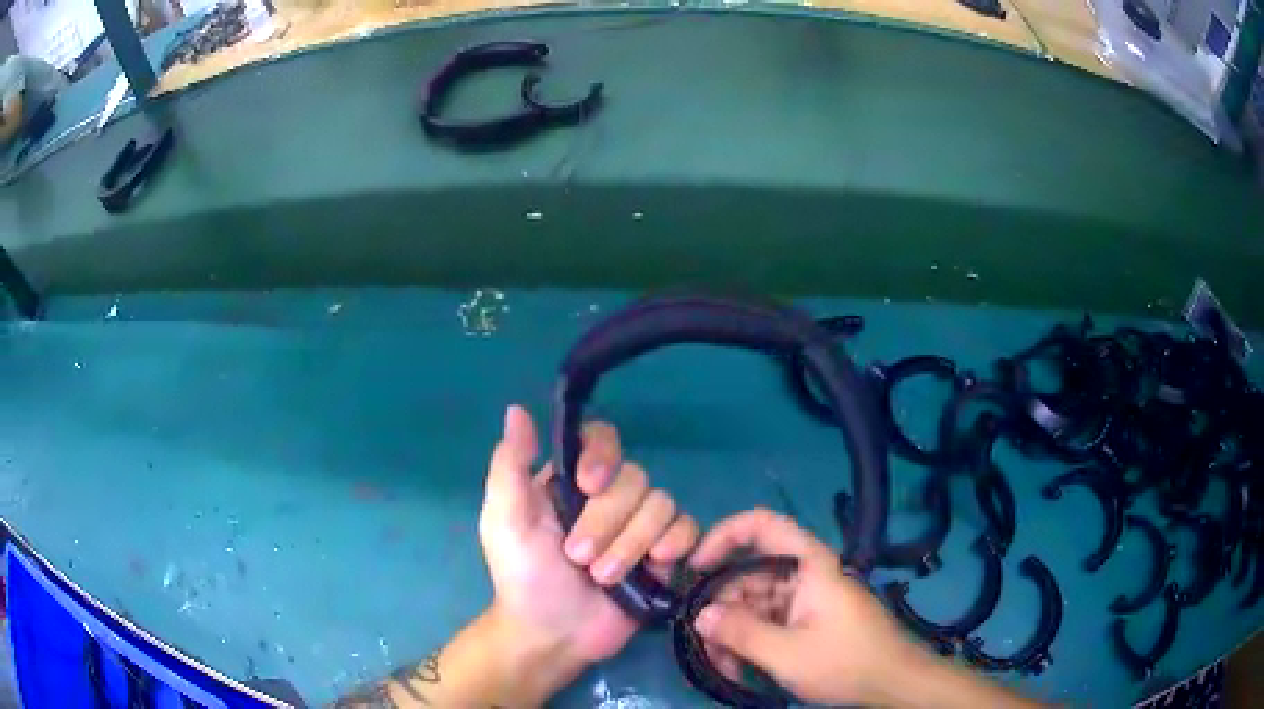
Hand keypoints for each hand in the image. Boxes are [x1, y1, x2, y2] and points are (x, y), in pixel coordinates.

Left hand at [478, 405, 698, 672]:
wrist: (552, 634)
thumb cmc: (522, 576)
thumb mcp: (503, 520)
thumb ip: (509, 466)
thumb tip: (518, 409)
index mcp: (571, 481)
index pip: (601, 440)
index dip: (603, 455)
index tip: (588, 484)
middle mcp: (609, 497)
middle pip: (635, 478)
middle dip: (606, 522)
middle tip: (577, 558)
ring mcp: (639, 525)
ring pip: (662, 504)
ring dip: (631, 545)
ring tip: (603, 578)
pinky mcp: (664, 554)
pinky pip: (687, 529)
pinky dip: (673, 545)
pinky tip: (654, 566)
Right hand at [689, 508, 925, 706]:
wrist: (895, 684)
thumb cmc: (846, 662)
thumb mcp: (787, 653)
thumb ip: (739, 632)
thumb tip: (698, 615)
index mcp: (808, 564)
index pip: (761, 524)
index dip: (723, 535)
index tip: (695, 567)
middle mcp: (805, 574)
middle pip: (749, 573)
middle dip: (721, 608)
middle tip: (703, 643)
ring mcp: (806, 599)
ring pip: (754, 604)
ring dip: (732, 632)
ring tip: (721, 666)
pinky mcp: (807, 622)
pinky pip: (767, 622)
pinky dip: (749, 642)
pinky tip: (737, 669)